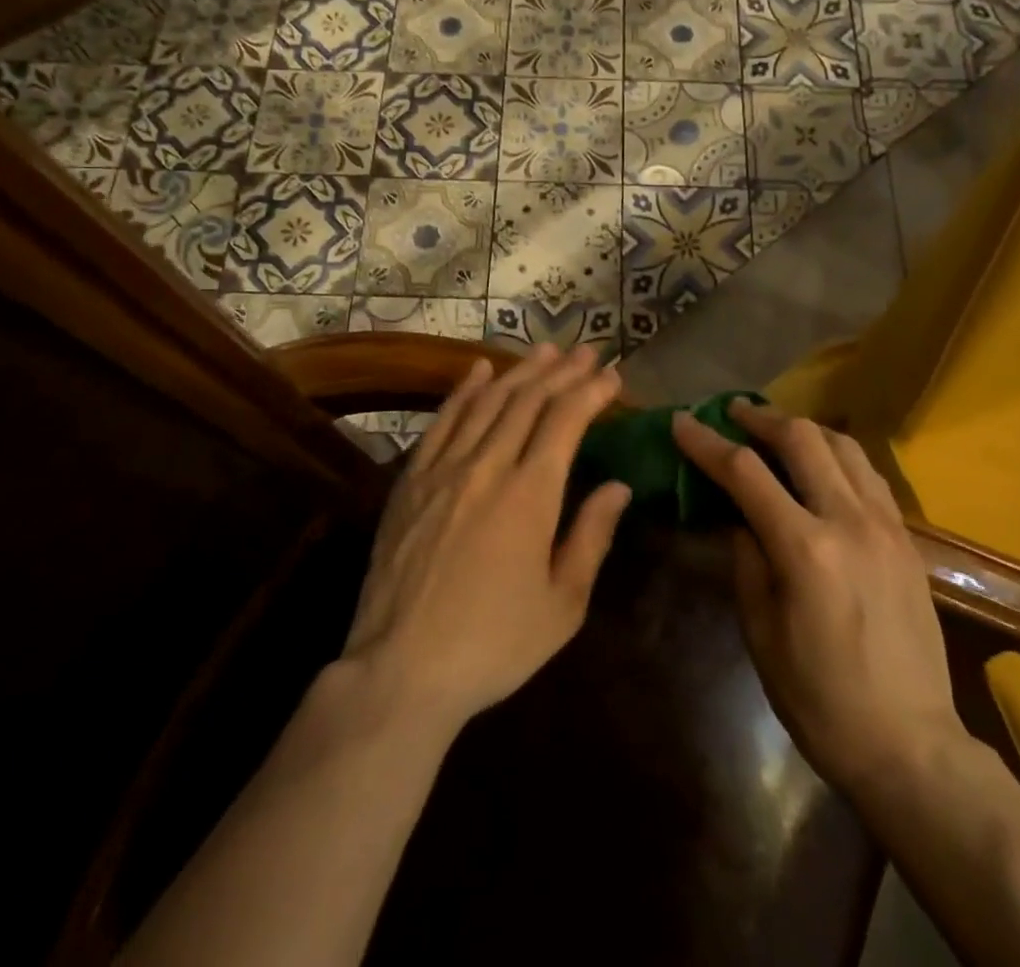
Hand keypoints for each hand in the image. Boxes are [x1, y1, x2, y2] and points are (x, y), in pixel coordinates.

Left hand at [342, 345, 631, 733]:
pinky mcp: (411, 479)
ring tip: (545, 350)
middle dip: (562, 371)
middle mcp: (488, 466)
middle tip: (586, 350)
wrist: (401, 668)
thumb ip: (591, 536)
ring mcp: (444, 468)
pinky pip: (442, 421)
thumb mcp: (562, 605)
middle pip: (529, 400)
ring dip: (520, 371)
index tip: (612, 376)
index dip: (592, 391)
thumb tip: (618, 486)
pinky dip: (464, 390)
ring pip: (488, 402)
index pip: (566, 421)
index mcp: (530, 495)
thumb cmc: (493, 644)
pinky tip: (479, 371)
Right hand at [672, 400, 961, 794]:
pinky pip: (869, 474)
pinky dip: (837, 454)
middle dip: (760, 418)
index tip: (681, 422)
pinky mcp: (907, 539)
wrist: (910, 746)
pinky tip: (821, 464)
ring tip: (775, 430)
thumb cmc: (820, 699)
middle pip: (801, 438)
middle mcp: (849, 521)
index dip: (707, 443)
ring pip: (843, 445)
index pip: (745, 473)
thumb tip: (739, 518)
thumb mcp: (761, 633)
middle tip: (731, 413)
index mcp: (804, 549)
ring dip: (803, 428)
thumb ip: (746, 561)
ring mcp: (886, 526)